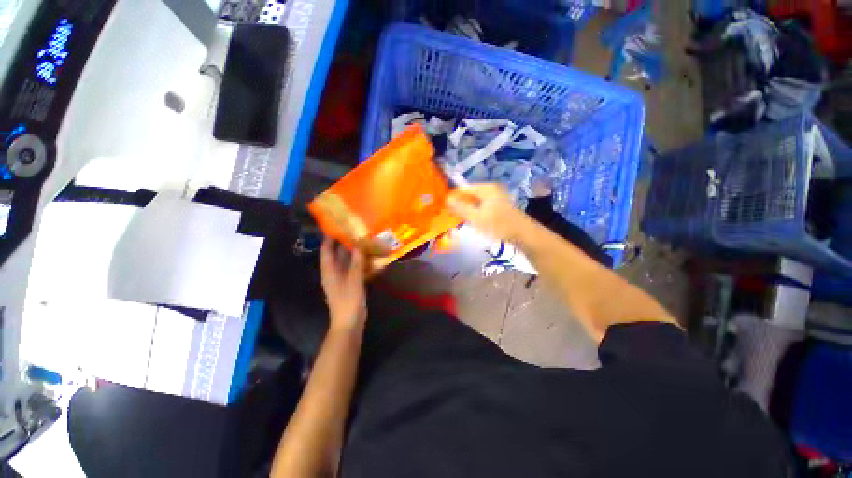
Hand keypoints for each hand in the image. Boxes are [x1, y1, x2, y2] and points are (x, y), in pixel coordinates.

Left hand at [320, 239, 366, 332]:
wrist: (349, 323)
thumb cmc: (348, 300)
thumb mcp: (354, 279)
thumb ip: (357, 262)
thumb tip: (359, 245)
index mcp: (329, 270)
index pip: (326, 250)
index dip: (330, 238)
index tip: (338, 226)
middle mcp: (334, 272)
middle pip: (338, 254)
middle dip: (346, 243)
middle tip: (358, 231)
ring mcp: (343, 278)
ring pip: (348, 261)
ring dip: (356, 253)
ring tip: (367, 241)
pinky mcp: (351, 284)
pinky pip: (356, 269)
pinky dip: (362, 263)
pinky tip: (372, 258)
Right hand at [447, 184, 529, 241]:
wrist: (523, 235)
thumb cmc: (498, 225)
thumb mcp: (476, 217)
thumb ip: (460, 208)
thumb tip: (447, 199)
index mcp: (486, 188)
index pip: (464, 189)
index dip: (453, 197)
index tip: (443, 207)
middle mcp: (492, 190)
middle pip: (470, 195)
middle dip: (460, 204)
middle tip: (450, 215)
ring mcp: (497, 198)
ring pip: (476, 202)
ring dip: (467, 209)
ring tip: (458, 219)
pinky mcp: (499, 207)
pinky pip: (482, 207)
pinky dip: (475, 212)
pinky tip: (471, 221)